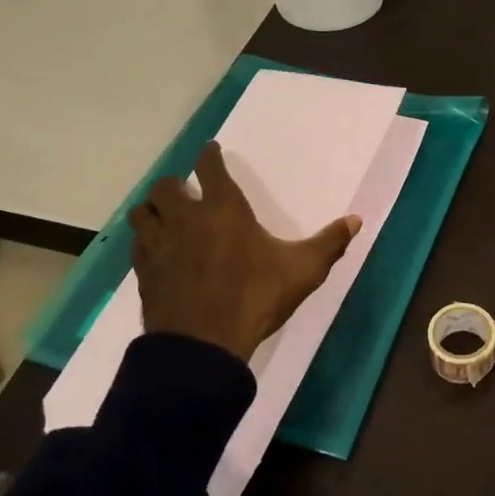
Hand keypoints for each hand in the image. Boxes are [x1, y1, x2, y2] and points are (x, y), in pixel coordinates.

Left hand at [129, 142, 359, 363]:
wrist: (203, 345)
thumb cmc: (255, 298)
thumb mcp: (303, 271)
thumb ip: (329, 243)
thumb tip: (356, 220)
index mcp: (223, 210)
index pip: (210, 169)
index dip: (209, 156)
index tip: (211, 150)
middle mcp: (186, 219)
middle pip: (167, 186)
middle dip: (175, 183)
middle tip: (187, 190)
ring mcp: (160, 246)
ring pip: (143, 212)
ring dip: (153, 208)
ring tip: (164, 214)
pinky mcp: (145, 272)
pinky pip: (138, 245)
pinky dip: (145, 240)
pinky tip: (156, 249)